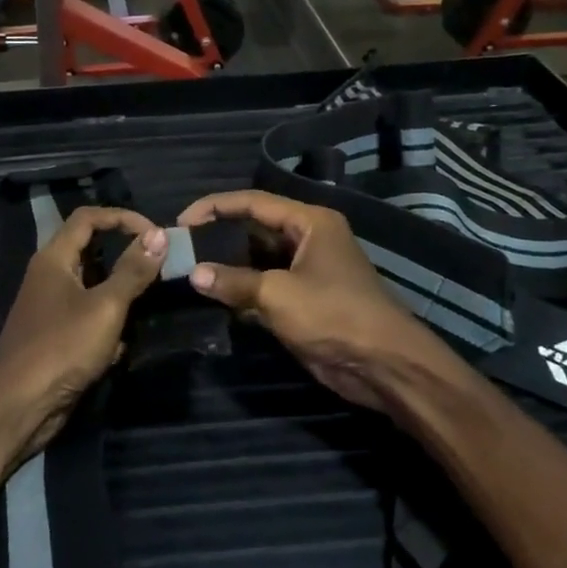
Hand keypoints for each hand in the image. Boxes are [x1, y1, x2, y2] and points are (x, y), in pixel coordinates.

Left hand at [0, 208, 166, 470]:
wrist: (17, 406)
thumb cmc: (61, 348)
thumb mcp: (105, 307)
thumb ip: (133, 270)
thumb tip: (159, 234)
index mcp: (54, 258)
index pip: (89, 218)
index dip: (123, 218)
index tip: (156, 235)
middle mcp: (49, 276)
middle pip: (91, 250)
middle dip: (125, 257)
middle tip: (157, 268)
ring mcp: (51, 307)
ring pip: (93, 287)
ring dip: (119, 296)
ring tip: (143, 307)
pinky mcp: (55, 336)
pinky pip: (88, 317)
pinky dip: (107, 326)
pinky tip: (118, 347)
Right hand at [176, 190, 466, 418]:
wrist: (384, 364)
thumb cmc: (334, 315)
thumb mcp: (278, 295)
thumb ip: (234, 282)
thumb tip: (194, 274)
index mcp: (310, 223)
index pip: (254, 203)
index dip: (215, 207)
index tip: (182, 220)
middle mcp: (309, 239)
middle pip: (255, 229)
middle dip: (219, 236)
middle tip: (182, 247)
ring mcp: (308, 271)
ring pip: (259, 259)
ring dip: (229, 265)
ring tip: (190, 270)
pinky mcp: (305, 300)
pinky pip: (266, 286)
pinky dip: (243, 290)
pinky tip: (215, 297)